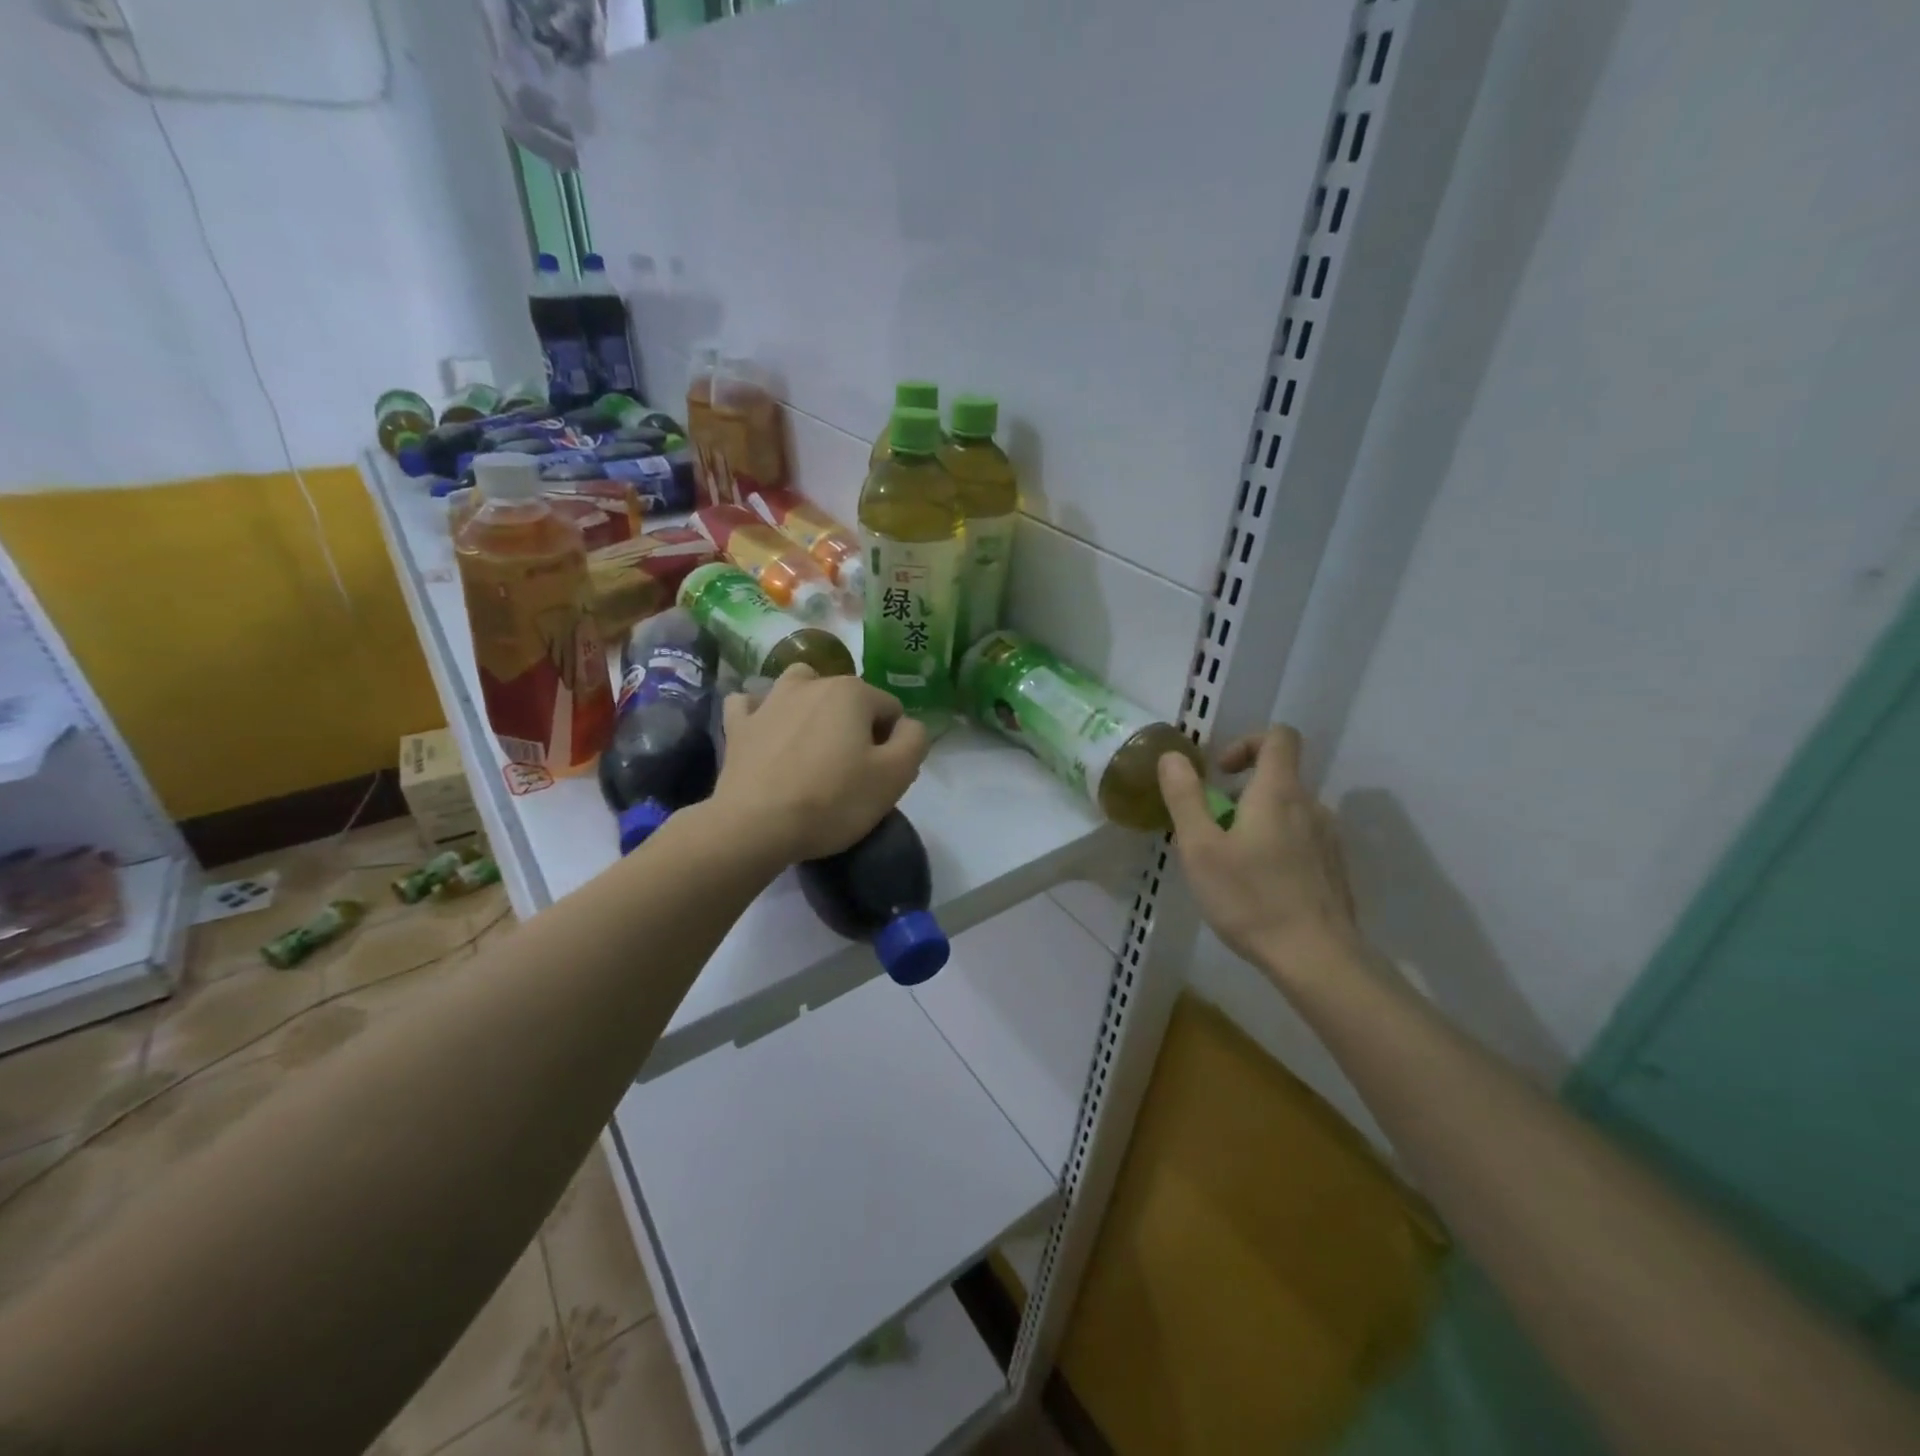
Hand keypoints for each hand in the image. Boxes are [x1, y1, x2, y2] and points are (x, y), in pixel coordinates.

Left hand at [713, 665, 929, 862]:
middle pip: (849, 699)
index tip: (881, 775)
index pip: (891, 709)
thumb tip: (908, 725)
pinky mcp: (738, 725)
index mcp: (852, 692)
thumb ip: (914, 740)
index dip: (893, 742)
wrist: (756, 825)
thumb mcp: (895, 776)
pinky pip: (751, 705)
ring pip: (800, 688)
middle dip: (855, 726)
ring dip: (811, 706)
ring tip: (811, 743)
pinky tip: (766, 731)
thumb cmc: (833, 800)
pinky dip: (761, 713)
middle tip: (850, 771)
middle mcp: (811, 683)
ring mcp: (769, 701)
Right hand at [1158, 725, 1362, 985]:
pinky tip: (1257, 887)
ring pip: (1287, 812)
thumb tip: (1173, 757)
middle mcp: (1311, 806)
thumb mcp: (1200, 848)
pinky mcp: (1334, 869)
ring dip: (1256, 822)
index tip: (1220, 772)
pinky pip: (1300, 841)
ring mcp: (1328, 839)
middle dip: (1240, 794)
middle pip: (1278, 777)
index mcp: (1279, 792)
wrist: (1317, 958)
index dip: (1246, 741)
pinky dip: (1275, 847)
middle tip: (1210, 830)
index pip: (1279, 736)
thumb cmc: (1251, 898)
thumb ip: (1185, 797)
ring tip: (1229, 864)